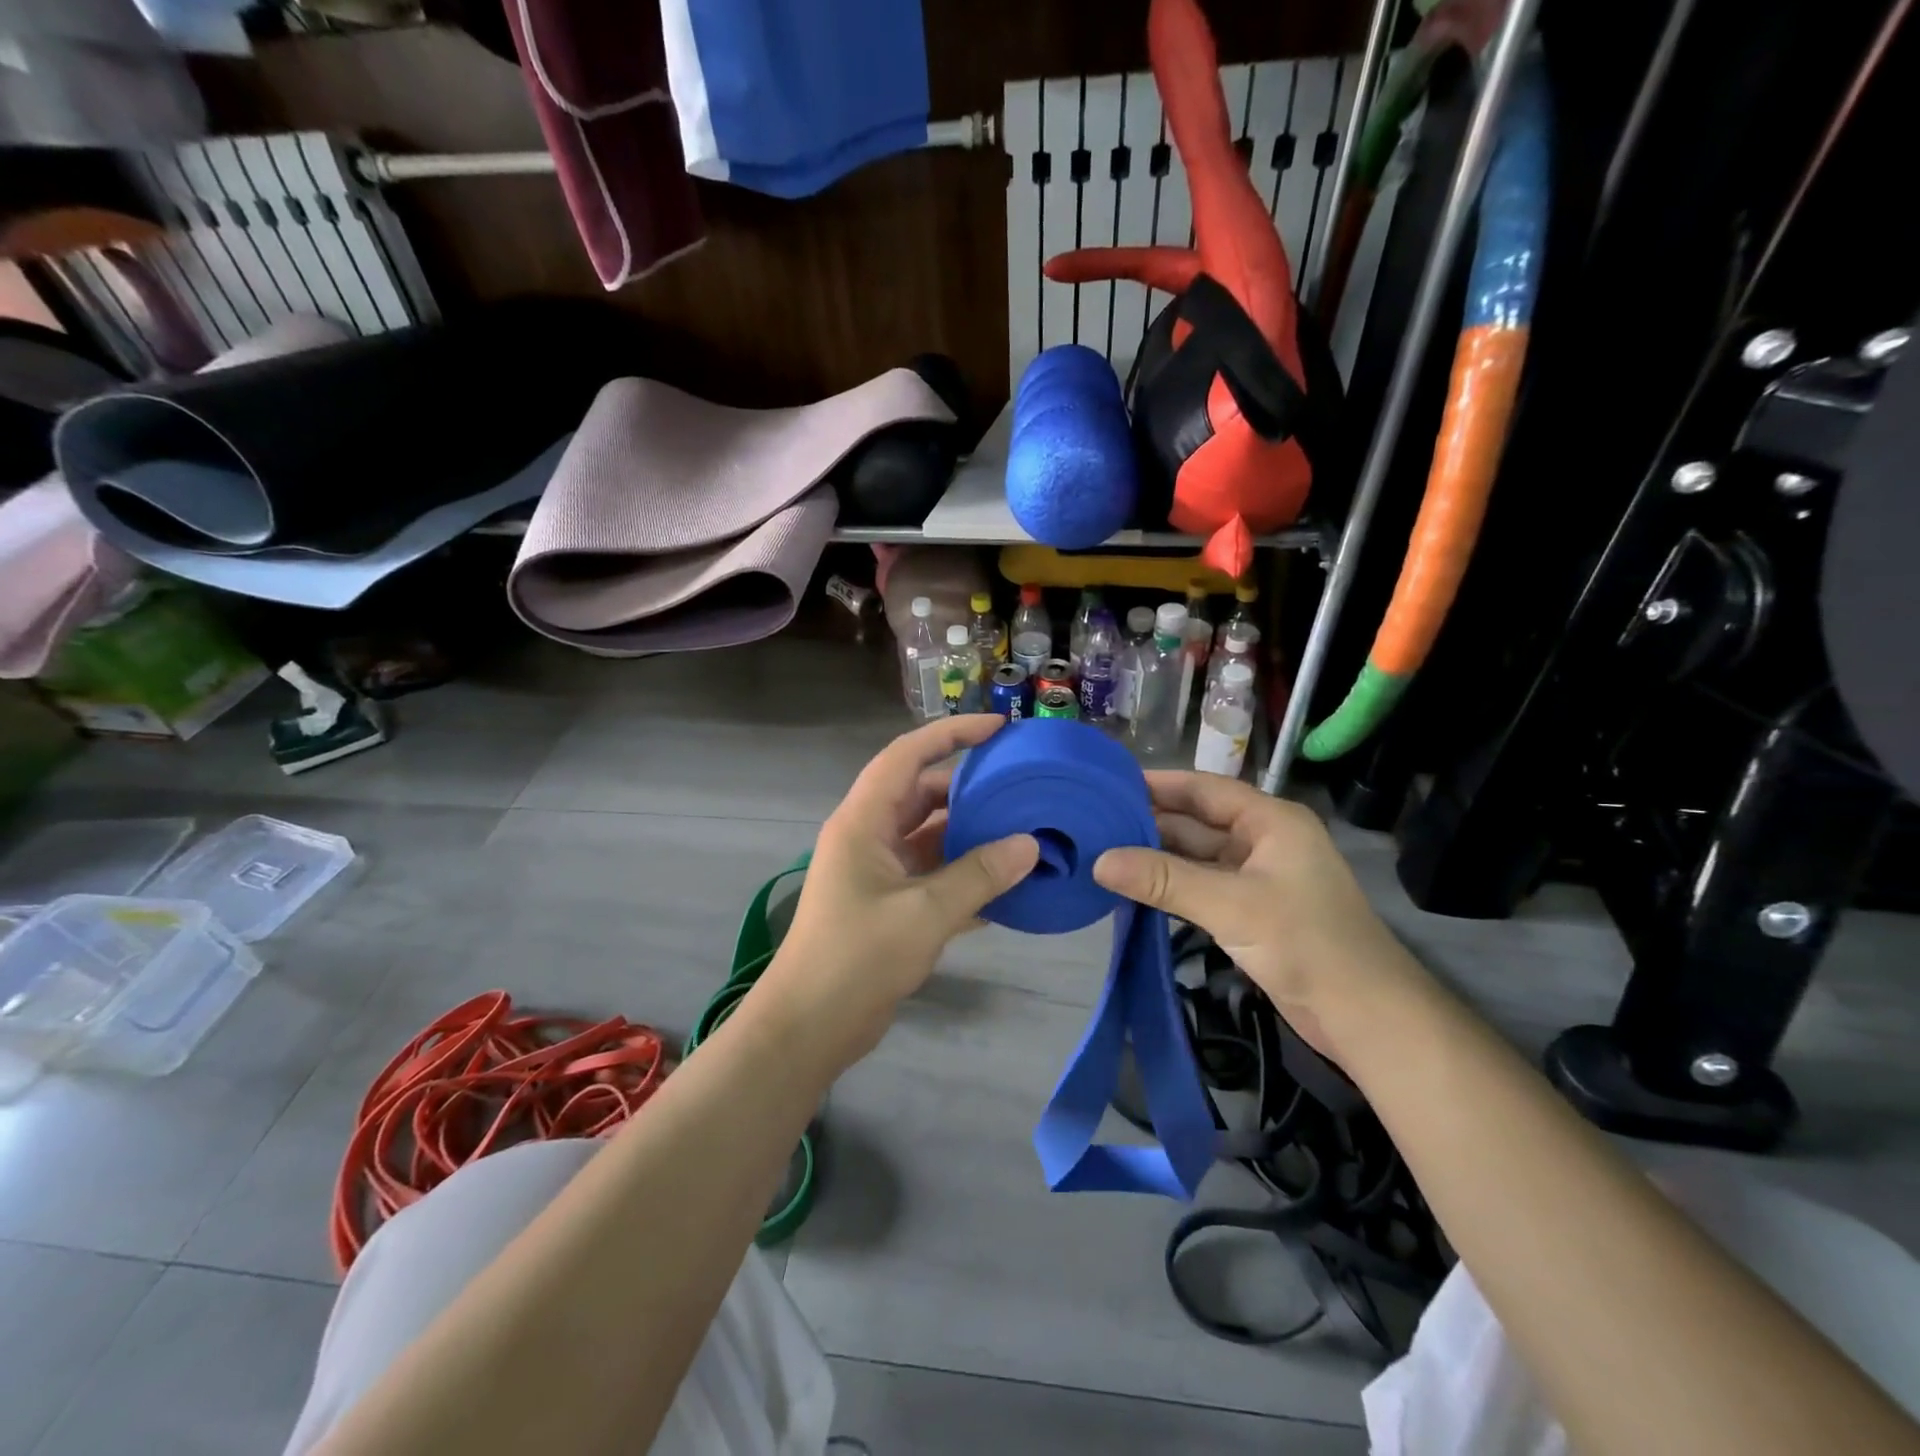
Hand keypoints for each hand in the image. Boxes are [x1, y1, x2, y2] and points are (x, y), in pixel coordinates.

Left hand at [756, 715, 1038, 1070]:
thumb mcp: (924, 914)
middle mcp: (869, 835)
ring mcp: (877, 870)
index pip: (908, 755)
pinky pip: (932, 872)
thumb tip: (1030, 845)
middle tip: (1023, 784)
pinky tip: (1007, 885)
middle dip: (971, 787)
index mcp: (864, 820)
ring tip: (1025, 832)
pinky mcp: (887, 903)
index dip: (952, 734)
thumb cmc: (857, 958)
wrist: (809, 1026)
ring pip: (930, 835)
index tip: (1000, 728)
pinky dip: (964, 873)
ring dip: (971, 834)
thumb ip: (978, 875)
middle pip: (923, 793)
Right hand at [1091, 771, 1430, 1068]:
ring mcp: (1257, 879)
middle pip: (1197, 823)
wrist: (1366, 1018)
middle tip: (1093, 824)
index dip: (1158, 784)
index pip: (1204, 789)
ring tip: (1102, 854)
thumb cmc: (1306, 943)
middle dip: (1149, 823)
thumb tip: (1099, 861)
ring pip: (1196, 858)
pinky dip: (1170, 888)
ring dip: (1156, 859)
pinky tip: (1133, 890)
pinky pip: (1200, 888)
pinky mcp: (1251, 913)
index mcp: (1271, 821)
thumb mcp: (1231, 905)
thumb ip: (1164, 880)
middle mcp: (1263, 841)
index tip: (1109, 784)